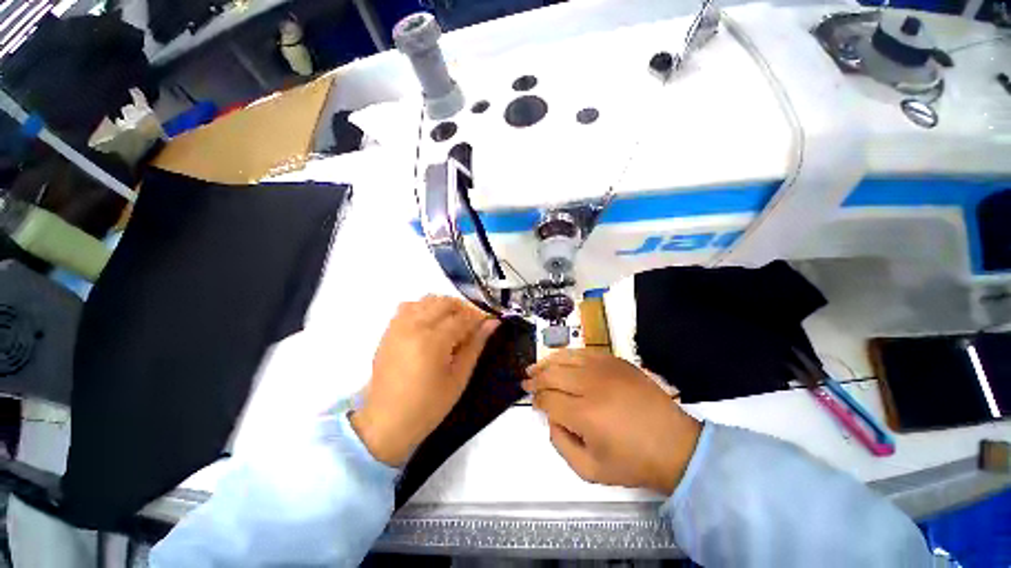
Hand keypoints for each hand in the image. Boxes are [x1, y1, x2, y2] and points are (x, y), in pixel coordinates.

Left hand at [351, 296, 499, 466]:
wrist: (385, 423)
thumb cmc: (428, 406)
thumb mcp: (459, 378)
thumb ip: (475, 346)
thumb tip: (492, 323)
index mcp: (432, 341)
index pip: (462, 318)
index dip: (479, 317)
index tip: (489, 322)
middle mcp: (413, 326)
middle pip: (444, 302)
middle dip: (463, 308)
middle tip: (472, 325)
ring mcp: (398, 326)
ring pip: (426, 300)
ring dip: (444, 306)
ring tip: (453, 323)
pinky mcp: (388, 331)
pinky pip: (409, 306)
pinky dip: (424, 308)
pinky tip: (431, 324)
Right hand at [523, 350, 701, 494]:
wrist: (676, 446)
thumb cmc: (633, 462)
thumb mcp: (590, 470)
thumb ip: (561, 445)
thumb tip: (551, 418)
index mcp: (585, 415)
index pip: (548, 400)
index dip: (537, 400)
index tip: (533, 402)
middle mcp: (592, 386)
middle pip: (552, 374)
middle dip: (535, 378)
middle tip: (526, 381)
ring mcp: (605, 369)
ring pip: (565, 358)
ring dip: (547, 362)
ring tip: (535, 366)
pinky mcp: (617, 361)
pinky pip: (585, 351)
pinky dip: (568, 354)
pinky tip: (561, 359)